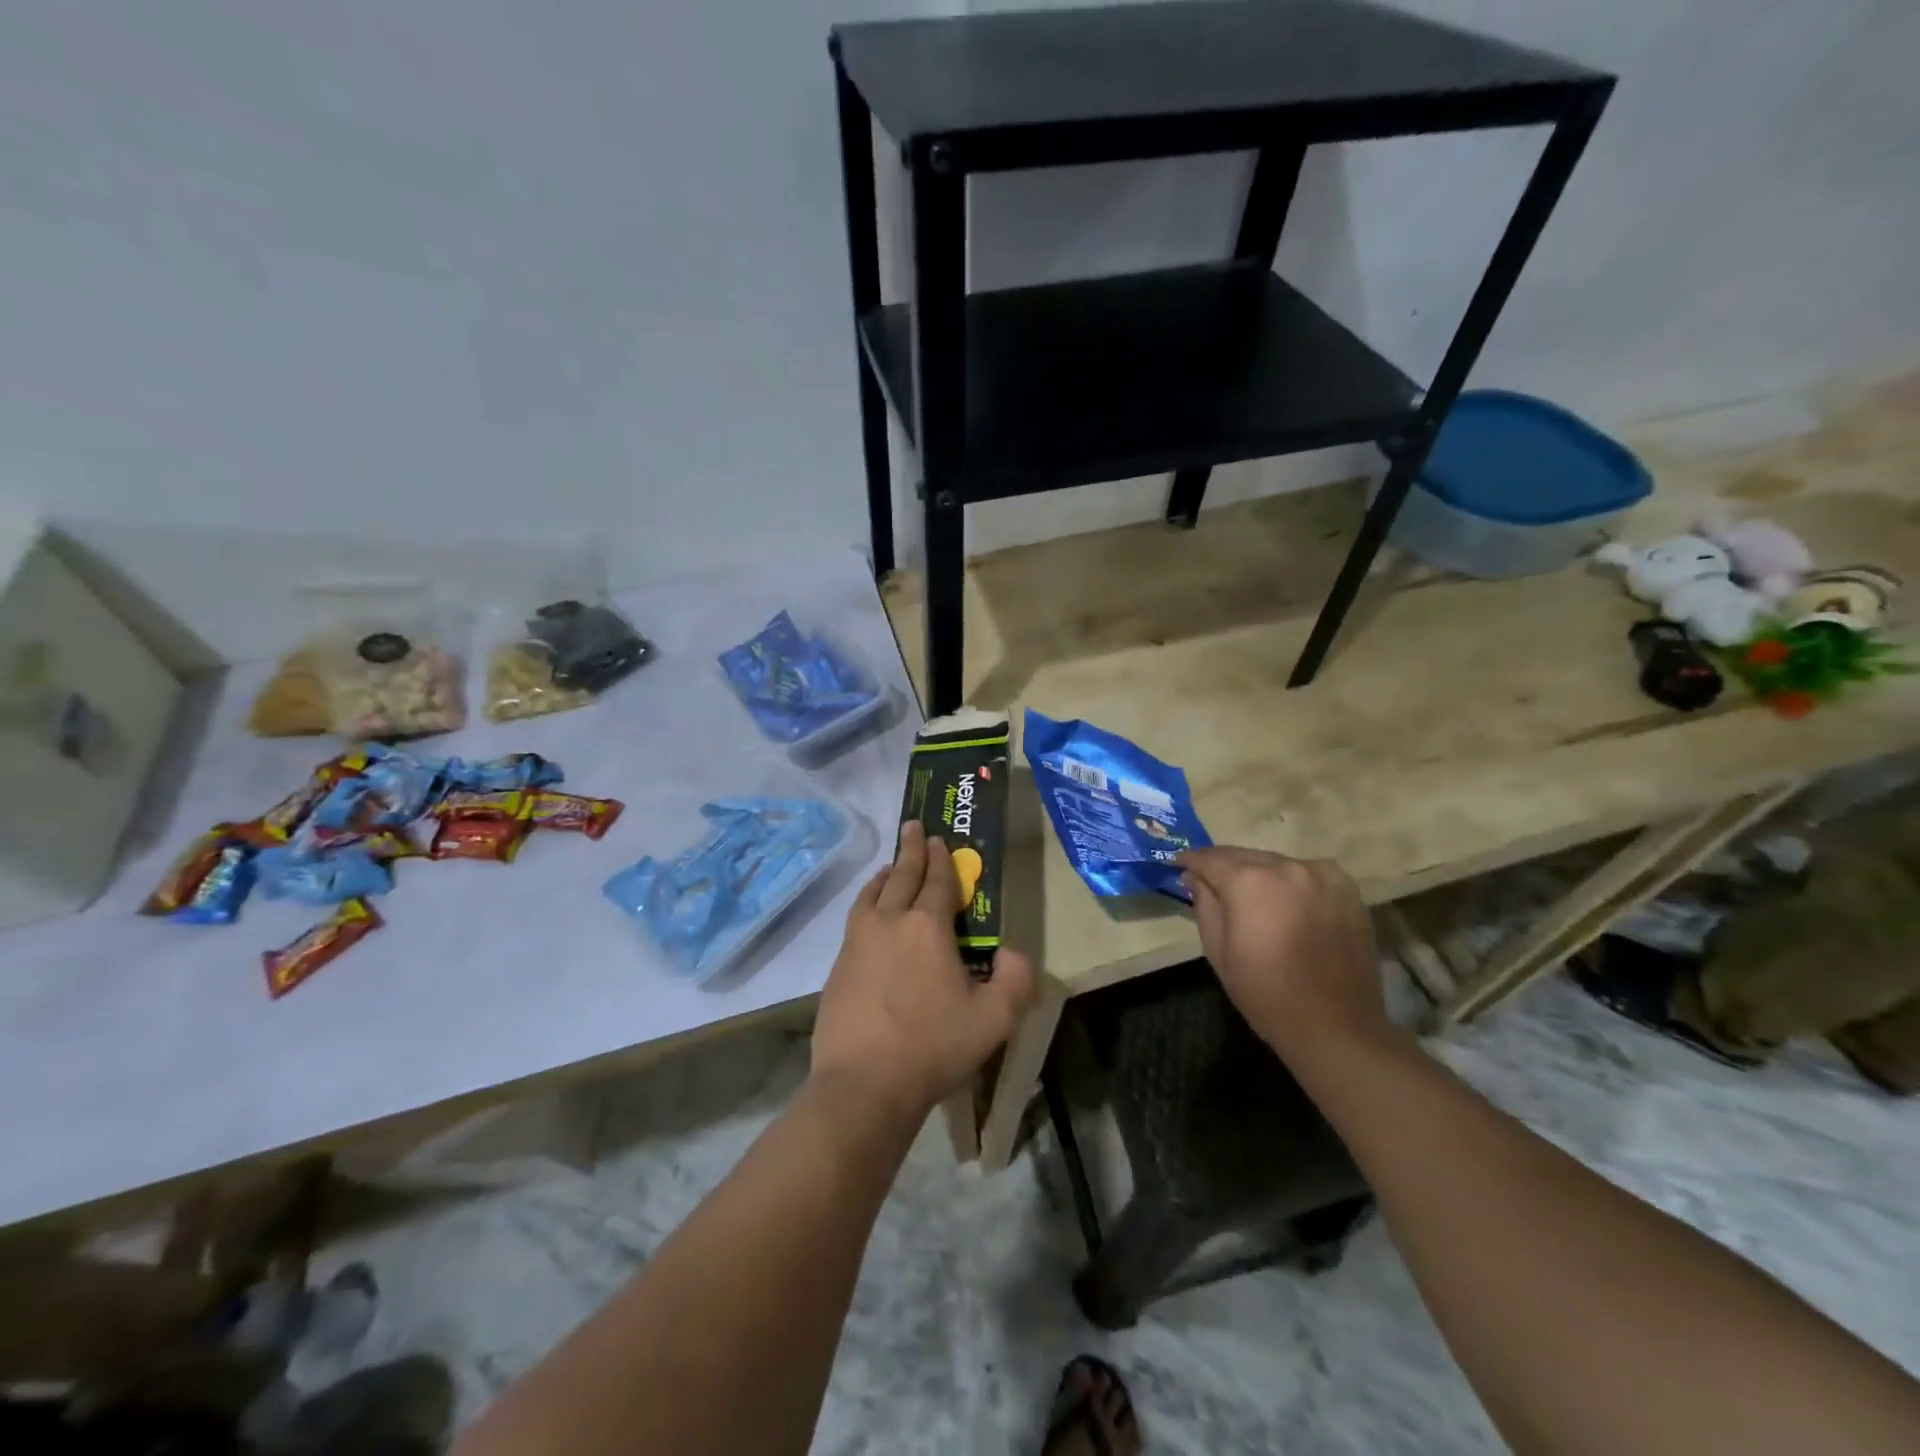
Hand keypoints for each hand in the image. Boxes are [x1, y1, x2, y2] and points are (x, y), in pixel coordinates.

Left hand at [811, 822, 1036, 1127]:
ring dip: (884, 874)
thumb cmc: (933, 1047)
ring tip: (889, 866)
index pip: (937, 881)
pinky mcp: (838, 966)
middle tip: (913, 827)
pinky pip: (856, 919)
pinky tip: (869, 914)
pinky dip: (866, 902)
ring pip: (872, 894)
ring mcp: (858, 942)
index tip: (938, 838)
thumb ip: (1015, 979)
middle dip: (911, 850)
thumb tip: (1014, 952)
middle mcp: (889, 922)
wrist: (864, 1084)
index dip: (941, 858)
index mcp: (927, 927)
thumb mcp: (994, 1018)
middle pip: (901, 876)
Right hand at [1178, 846, 1387, 1060]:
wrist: (1335, 1026)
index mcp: (1249, 881)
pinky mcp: (1348, 889)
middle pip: (1245, 856)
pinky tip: (1287, 904)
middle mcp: (1287, 866)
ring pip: (1277, 863)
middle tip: (1210, 881)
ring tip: (1251, 896)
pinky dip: (1291, 883)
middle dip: (1225, 866)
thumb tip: (1194, 876)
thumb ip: (1204, 904)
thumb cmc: (1265, 992)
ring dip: (1260, 874)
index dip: (1191, 861)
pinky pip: (1308, 875)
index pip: (1211, 859)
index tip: (1179, 864)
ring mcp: (1322, 875)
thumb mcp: (1218, 951)